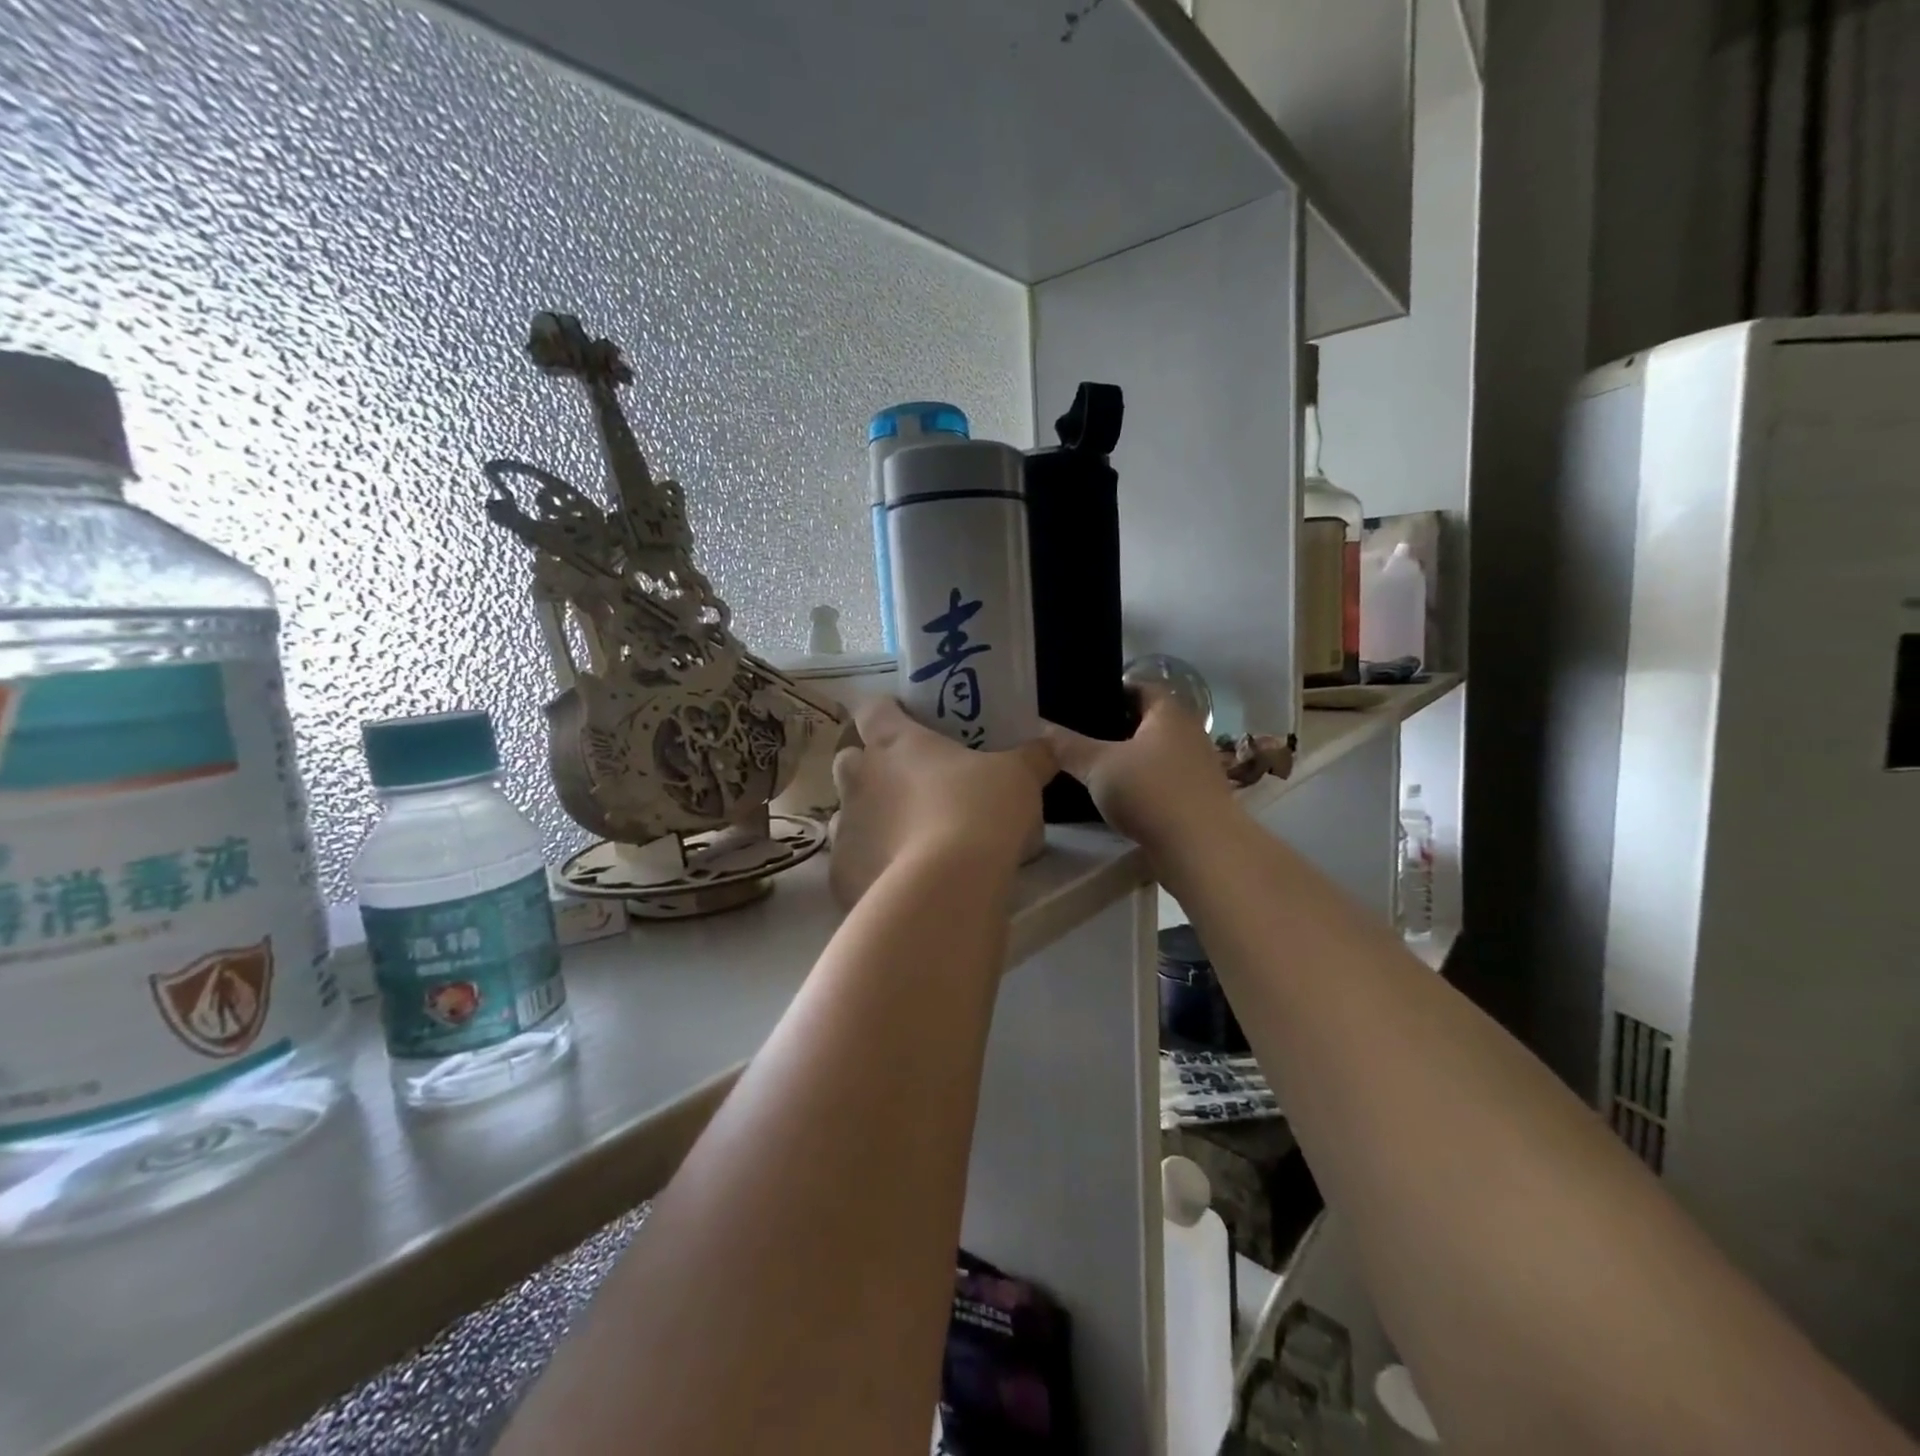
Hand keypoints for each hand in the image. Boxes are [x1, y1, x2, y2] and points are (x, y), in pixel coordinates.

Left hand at [827, 699, 1055, 907]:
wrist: (946, 888)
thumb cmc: (980, 812)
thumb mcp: (1019, 777)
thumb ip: (1032, 757)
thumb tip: (1049, 746)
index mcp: (894, 743)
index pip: (873, 709)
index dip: (886, 711)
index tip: (906, 720)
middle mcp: (860, 780)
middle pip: (848, 760)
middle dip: (868, 769)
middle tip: (907, 785)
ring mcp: (845, 828)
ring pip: (846, 814)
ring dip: (868, 820)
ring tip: (905, 838)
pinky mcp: (841, 873)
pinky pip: (851, 863)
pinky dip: (870, 867)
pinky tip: (898, 881)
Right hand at [1043, 691, 1234, 858]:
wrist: (1202, 850)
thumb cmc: (1150, 793)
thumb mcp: (1098, 766)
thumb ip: (1067, 746)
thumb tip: (1040, 728)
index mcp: (1168, 713)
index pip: (1139, 687)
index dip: (1110, 691)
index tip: (1080, 703)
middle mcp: (1188, 733)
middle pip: (1146, 721)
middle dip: (1114, 727)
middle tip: (1077, 736)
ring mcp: (1196, 767)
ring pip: (1153, 753)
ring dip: (1127, 758)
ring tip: (1091, 767)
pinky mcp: (1196, 797)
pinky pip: (1161, 780)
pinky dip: (1140, 783)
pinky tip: (1116, 796)